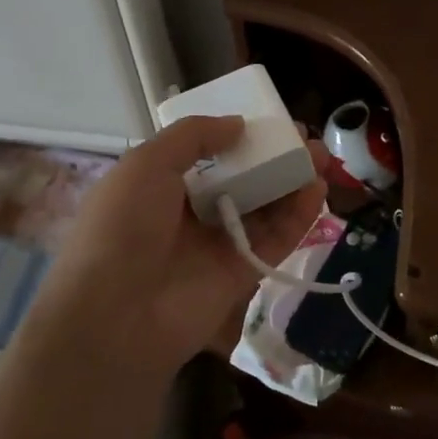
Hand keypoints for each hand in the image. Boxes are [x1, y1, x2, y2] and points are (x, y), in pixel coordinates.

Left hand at [27, 116, 327, 377]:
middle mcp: (192, 214)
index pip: (208, 155)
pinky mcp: (243, 273)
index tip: (270, 122)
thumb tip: (238, 124)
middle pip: (244, 179)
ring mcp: (218, 245)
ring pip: (265, 208)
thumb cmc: (123, 228)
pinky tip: (317, 190)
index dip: (240, 138)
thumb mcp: (146, 165)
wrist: (115, 316)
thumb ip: (193, 136)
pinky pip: (276, 239)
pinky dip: (298, 216)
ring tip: (322, 158)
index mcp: (161, 186)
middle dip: (275, 158)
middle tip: (306, 141)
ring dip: (293, 181)